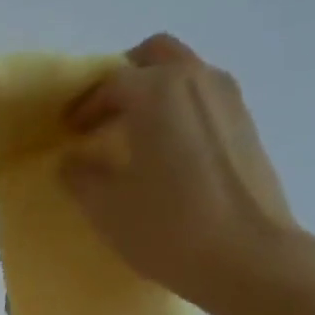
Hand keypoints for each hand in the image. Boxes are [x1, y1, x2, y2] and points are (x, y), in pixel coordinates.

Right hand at [62, 34, 314, 314]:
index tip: (68, 131)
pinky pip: (204, 100)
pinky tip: (168, 153)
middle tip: (103, 117)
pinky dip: (180, 111)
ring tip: (134, 136)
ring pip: (184, 74)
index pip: (110, 82)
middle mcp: (196, 79)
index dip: (84, 106)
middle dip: (124, 80)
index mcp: (156, 92)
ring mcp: (228, 99)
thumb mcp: (107, 208)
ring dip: (155, 93)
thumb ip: (81, 177)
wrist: (246, 257)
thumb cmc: (167, 229)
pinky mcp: (246, 125)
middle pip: (154, 57)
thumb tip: (72, 160)